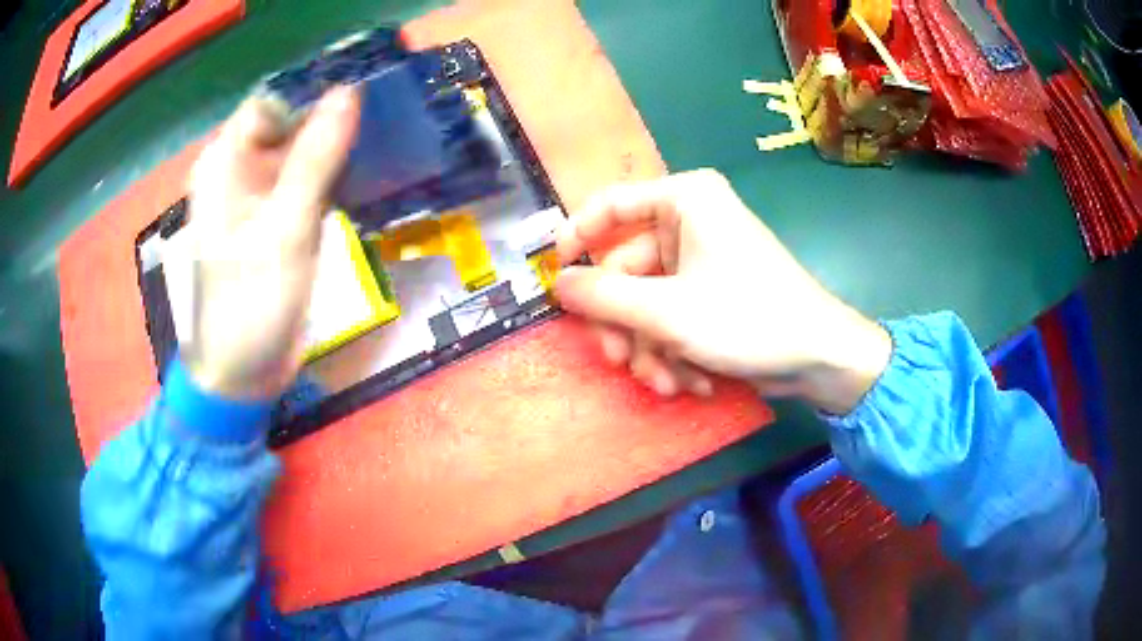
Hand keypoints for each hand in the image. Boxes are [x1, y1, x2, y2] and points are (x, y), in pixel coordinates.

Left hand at [178, 87, 359, 399]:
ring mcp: (255, 197)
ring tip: (374, 153)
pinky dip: (329, 180)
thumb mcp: (286, 228)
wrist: (243, 373)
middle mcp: (236, 172)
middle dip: (328, 125)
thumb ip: (316, 157)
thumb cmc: (253, 304)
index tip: (360, 103)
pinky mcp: (272, 220)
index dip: (312, 97)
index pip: (272, 102)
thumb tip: (350, 92)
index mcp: (224, 164)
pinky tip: (357, 184)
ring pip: (299, 153)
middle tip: (377, 130)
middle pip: (287, 125)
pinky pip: (303, 183)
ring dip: (333, 153)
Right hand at [554, 169, 890, 414]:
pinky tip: (691, 381)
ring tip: (667, 383)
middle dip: (624, 324)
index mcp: (684, 200)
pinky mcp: (709, 294)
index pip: (609, 205)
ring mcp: (699, 261)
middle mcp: (690, 222)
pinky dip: (673, 352)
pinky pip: (669, 317)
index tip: (557, 281)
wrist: (818, 358)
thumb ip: (605, 297)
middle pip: (625, 269)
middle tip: (617, 360)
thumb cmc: (749, 318)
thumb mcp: (668, 312)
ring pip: (645, 302)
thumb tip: (559, 284)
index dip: (576, 240)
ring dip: (650, 349)